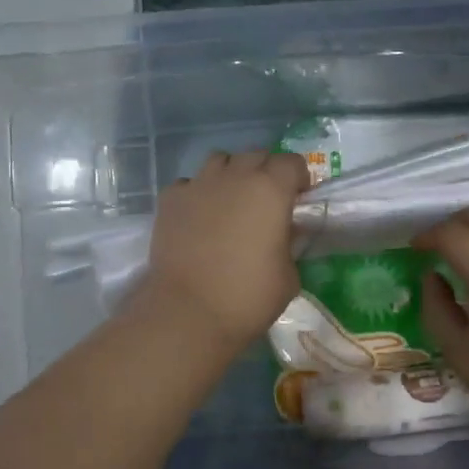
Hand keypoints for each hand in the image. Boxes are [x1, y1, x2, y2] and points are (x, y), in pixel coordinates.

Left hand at [138, 149, 310, 354]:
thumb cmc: (248, 297)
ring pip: (220, 161)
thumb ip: (289, 244)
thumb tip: (283, 235)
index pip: (292, 162)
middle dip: (266, 172)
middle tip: (267, 202)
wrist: (188, 312)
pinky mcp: (170, 200)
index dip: (298, 178)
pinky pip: (190, 183)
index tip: (298, 199)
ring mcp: (198, 184)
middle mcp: (235, 176)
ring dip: (231, 174)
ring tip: (231, 202)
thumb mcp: (289, 275)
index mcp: (271, 189)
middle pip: (256, 155)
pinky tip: (199, 217)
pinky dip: (198, 193)